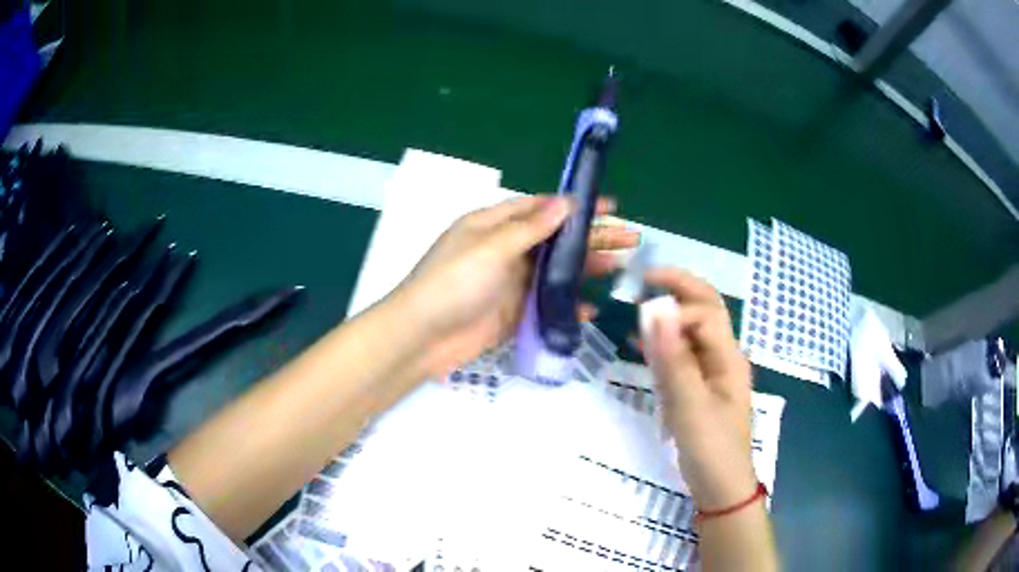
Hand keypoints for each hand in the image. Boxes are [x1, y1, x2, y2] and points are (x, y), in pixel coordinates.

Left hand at [394, 195, 638, 379]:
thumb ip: (530, 227)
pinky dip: (567, 306)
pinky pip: (547, 305)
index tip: (610, 205)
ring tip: (621, 267)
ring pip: (556, 272)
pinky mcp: (514, 314)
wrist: (422, 337)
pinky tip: (591, 309)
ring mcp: (510, 284)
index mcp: (494, 225)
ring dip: (586, 268)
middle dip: (593, 237)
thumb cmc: (453, 282)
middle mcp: (505, 250)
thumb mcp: (491, 247)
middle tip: (631, 238)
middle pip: (556, 239)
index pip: (542, 208)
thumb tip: (566, 202)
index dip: (576, 206)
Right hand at [642, 269, 757, 510]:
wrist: (720, 487)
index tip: (642, 319)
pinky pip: (683, 354)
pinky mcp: (700, 387)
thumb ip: (673, 359)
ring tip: (639, 303)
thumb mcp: (690, 406)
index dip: (674, 310)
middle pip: (706, 309)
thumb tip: (655, 308)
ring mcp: (713, 372)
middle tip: (644, 278)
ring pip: (693, 330)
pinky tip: (642, 346)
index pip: (703, 313)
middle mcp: (724, 357)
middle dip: (679, 288)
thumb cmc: (710, 449)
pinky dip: (664, 342)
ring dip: (671, 312)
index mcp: (728, 357)